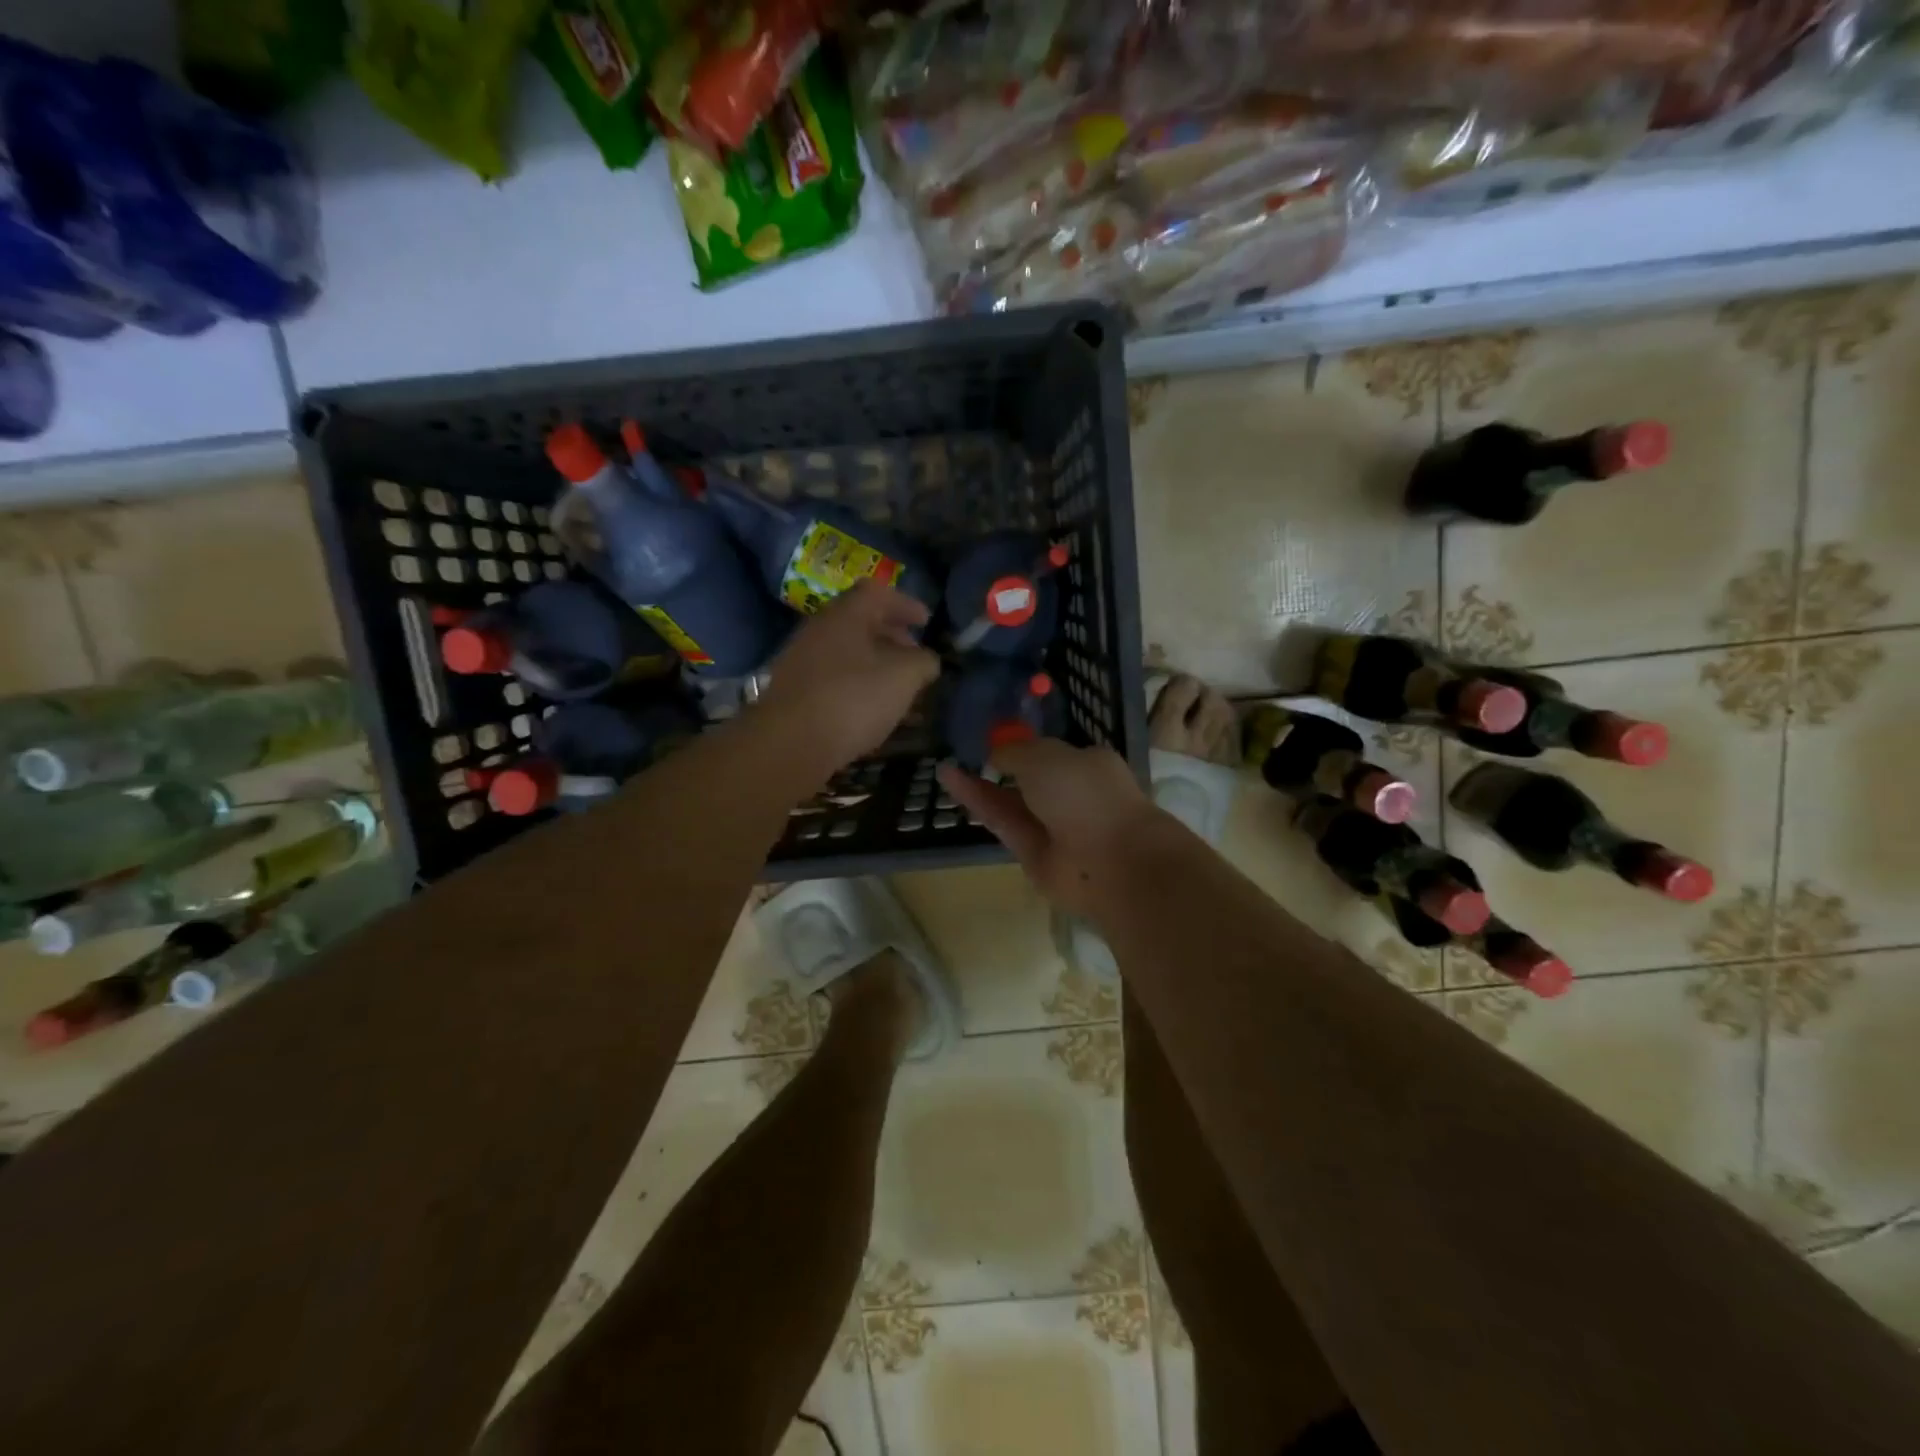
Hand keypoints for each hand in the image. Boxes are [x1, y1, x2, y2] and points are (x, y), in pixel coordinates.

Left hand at [759, 581, 939, 774]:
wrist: (789, 744)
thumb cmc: (852, 699)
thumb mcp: (904, 677)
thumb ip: (923, 662)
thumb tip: (927, 660)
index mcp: (845, 615)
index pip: (877, 592)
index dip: (905, 604)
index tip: (926, 622)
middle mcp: (818, 630)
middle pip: (859, 622)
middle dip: (891, 636)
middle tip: (914, 654)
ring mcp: (801, 662)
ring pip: (846, 653)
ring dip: (874, 664)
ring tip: (897, 687)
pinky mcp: (794, 693)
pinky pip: (833, 678)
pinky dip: (857, 685)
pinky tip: (870, 710)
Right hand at [937, 739, 1173, 916]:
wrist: (1109, 860)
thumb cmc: (1086, 794)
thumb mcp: (1045, 756)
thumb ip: (1015, 751)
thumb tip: (995, 754)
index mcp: (1088, 765)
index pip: (1050, 753)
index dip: (1021, 746)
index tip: (991, 739)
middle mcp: (1071, 795)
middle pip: (1027, 779)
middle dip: (997, 767)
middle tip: (961, 753)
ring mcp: (1051, 827)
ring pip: (1010, 802)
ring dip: (979, 785)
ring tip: (945, 766)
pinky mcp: (1031, 854)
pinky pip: (1001, 822)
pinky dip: (976, 802)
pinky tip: (950, 781)